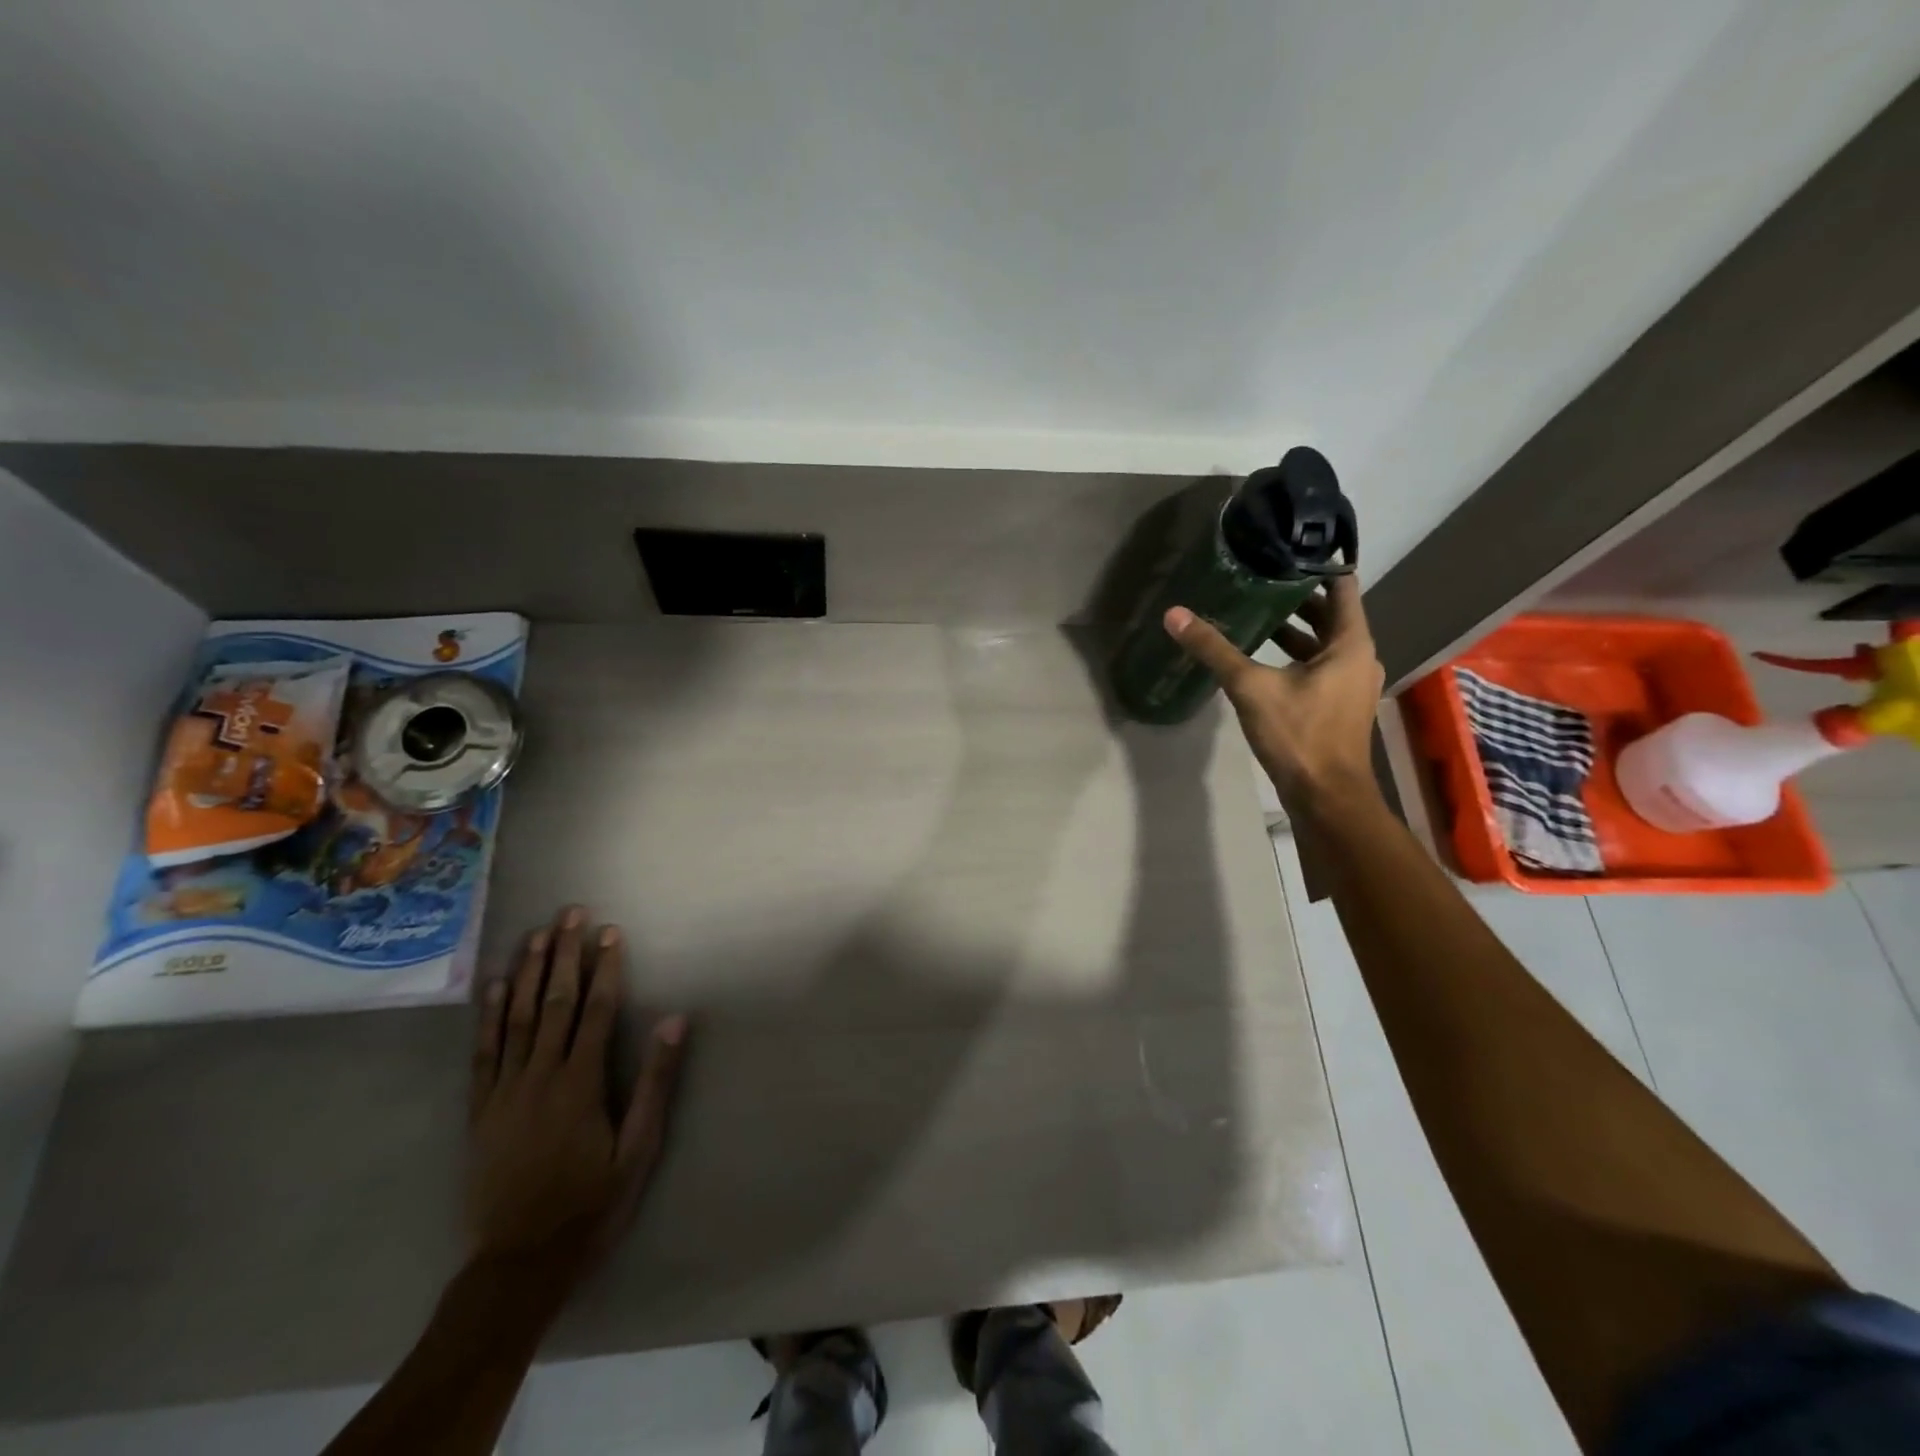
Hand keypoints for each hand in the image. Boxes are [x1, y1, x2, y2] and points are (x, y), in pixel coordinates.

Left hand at [467, 905, 687, 1287]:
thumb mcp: (638, 1150)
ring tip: (537, 934)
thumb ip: (655, 1083)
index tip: (611, 932)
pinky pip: (484, 1053)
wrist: (519, 1264)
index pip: (596, 1011)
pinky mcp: (480, 1110)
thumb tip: (673, 1023)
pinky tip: (496, 986)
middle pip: (555, 1003)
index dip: (606, 968)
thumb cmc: (591, 1204)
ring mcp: (504, 1092)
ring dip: (529, 972)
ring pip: (517, 1018)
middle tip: (571, 913)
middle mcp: (540, 1077)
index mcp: (581, 1084)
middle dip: (565, 954)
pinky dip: (490, 1016)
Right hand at [1163, 574, 1385, 814]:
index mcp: (1350, 643)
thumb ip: (1214, 649)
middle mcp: (1358, 657)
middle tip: (1258, 578)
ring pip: (1323, 643)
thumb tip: (1175, 615)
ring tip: (1254, 613)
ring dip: (1294, 629)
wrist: (1325, 796)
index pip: (1341, 586)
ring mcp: (1350, 683)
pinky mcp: (1337, 704)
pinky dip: (1294, 656)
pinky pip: (1318, 666)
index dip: (1315, 565)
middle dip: (1296, 597)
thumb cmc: (1299, 735)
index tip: (1284, 550)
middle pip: (1331, 614)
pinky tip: (1261, 658)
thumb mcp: (1251, 687)